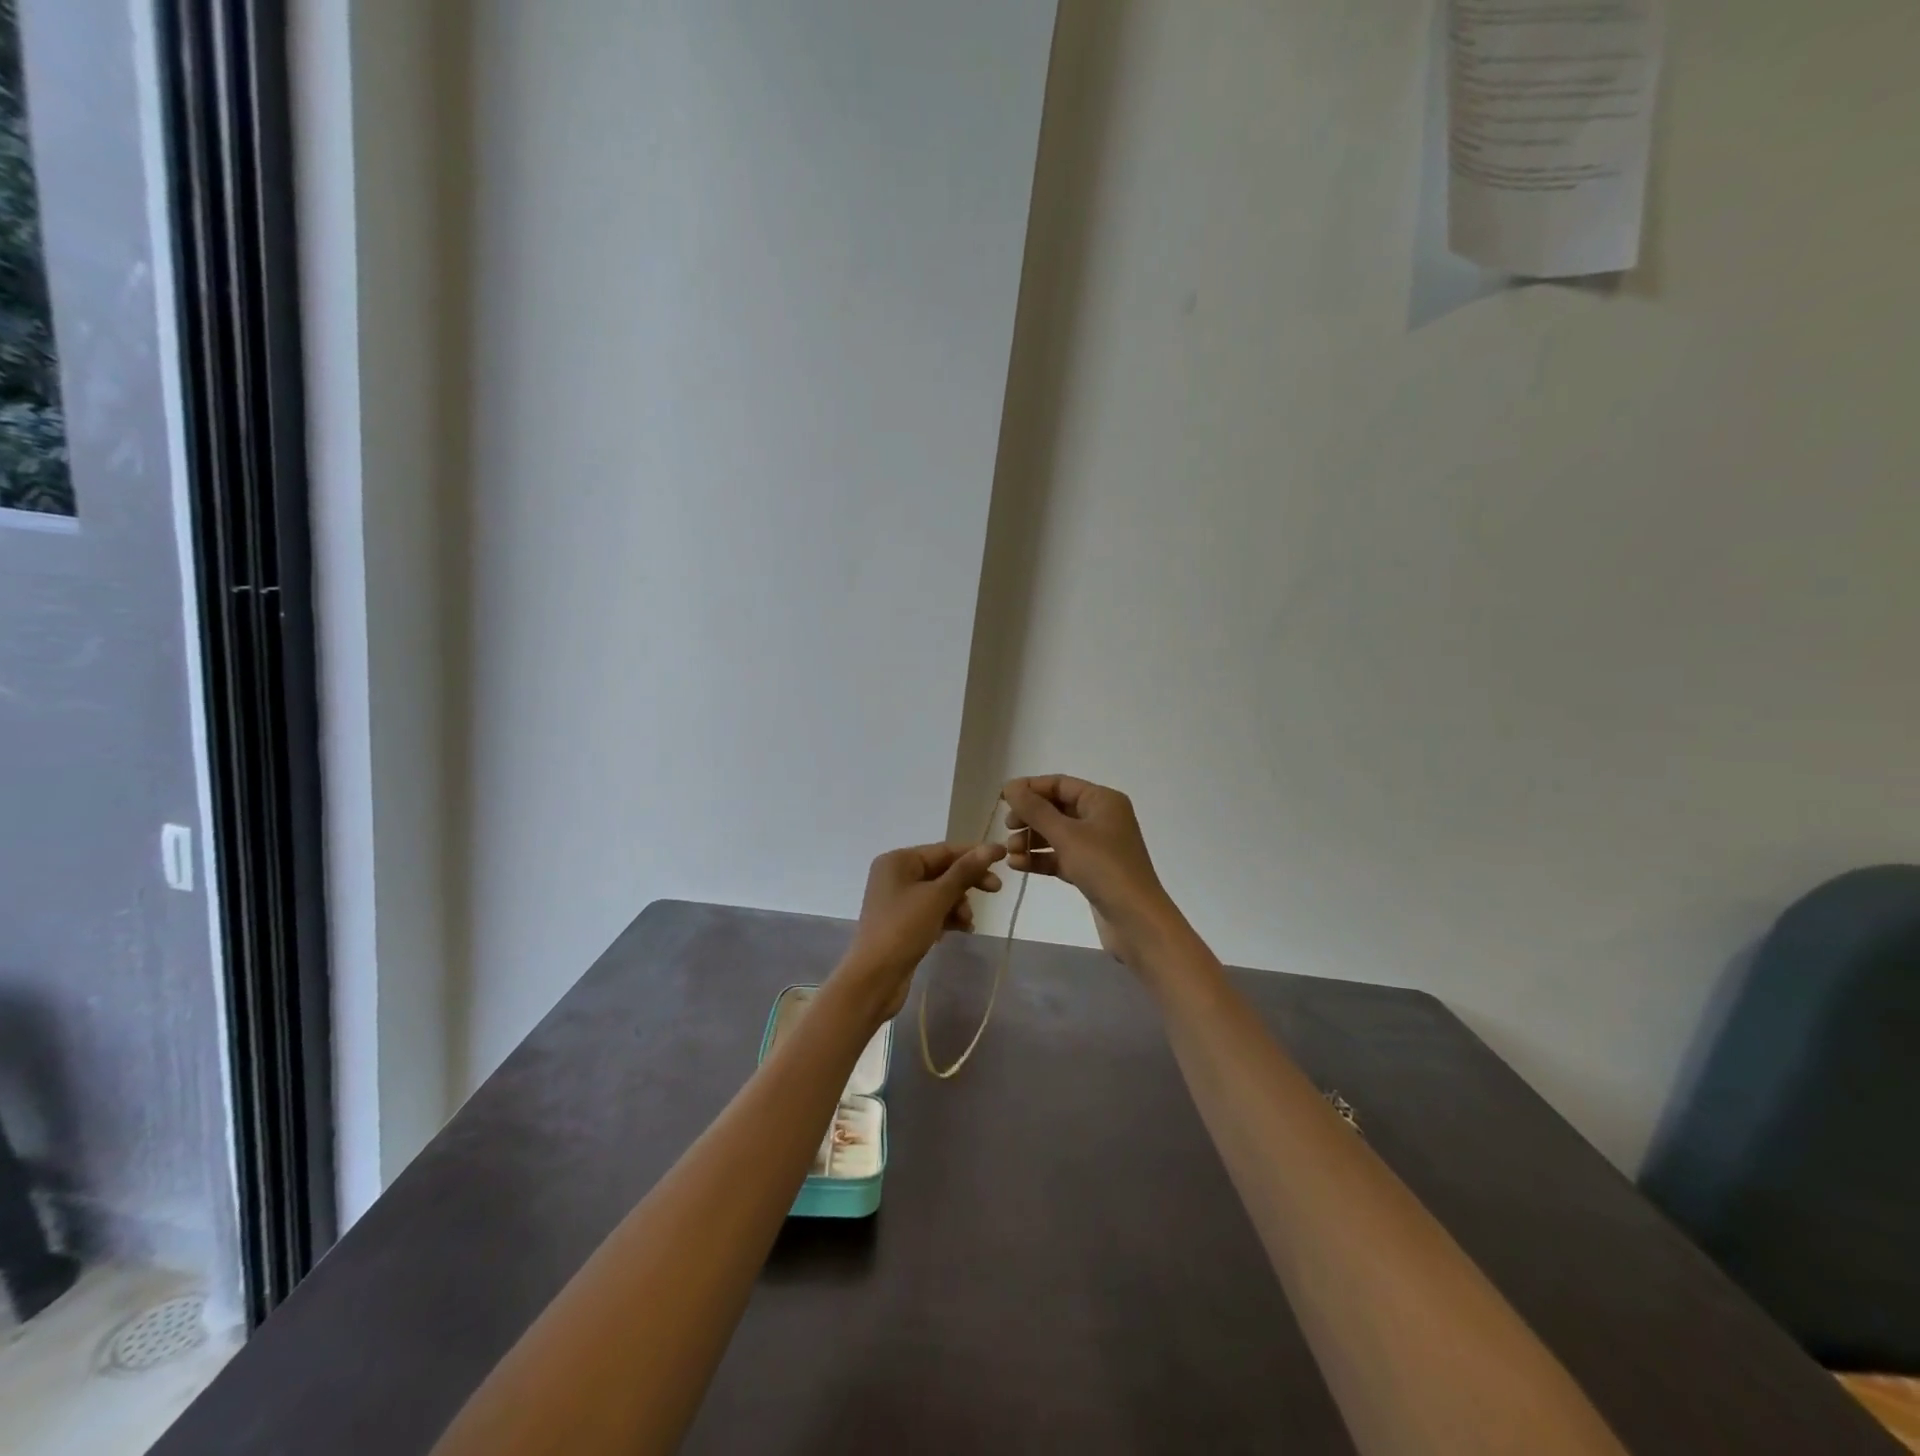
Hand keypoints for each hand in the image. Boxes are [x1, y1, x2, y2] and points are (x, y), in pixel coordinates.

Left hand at [838, 841, 1005, 1020]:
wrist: (873, 978)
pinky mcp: (902, 923)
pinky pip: (932, 911)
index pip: (944, 850)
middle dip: (968, 882)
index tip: (1004, 857)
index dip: (975, 854)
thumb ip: (964, 872)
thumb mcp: (937, 897)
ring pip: (939, 893)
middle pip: (942, 871)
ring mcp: (897, 900)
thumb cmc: (903, 929)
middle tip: (996, 890)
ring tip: (968, 923)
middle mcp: (895, 875)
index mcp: (898, 861)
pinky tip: (961, 931)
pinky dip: (947, 917)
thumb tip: (990, 848)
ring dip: (959, 904)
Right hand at [1001, 775, 1182, 968]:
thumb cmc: (1104, 868)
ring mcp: (1097, 846)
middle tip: (1007, 828)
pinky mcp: (1091, 870)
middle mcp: (1101, 818)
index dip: (1030, 788)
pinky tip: (1018, 865)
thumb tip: (1010, 786)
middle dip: (1029, 817)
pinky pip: (1060, 857)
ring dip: (1031, 840)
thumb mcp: (1066, 835)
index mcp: (1102, 800)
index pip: (1060, 784)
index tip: (1002, 799)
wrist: (1136, 920)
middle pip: (1056, 808)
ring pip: (1056, 835)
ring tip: (1009, 853)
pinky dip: (1040, 859)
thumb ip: (1035, 810)